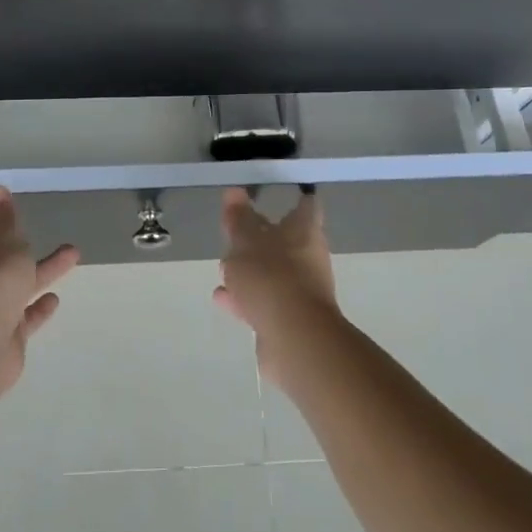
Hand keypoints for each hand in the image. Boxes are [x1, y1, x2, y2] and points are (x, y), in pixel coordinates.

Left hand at [0, 187, 79, 400]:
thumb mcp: (3, 240)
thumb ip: (4, 218)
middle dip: (10, 238)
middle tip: (23, 222)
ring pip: (16, 282)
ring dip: (42, 269)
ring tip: (72, 254)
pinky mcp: (3, 332)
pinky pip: (23, 315)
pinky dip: (38, 308)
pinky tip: (54, 299)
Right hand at [213, 187, 339, 388]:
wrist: (294, 340)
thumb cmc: (271, 278)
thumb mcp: (245, 243)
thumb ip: (238, 219)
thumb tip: (234, 191)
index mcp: (304, 231)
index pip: (305, 206)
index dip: (293, 200)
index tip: (274, 196)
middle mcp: (308, 257)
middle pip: (285, 241)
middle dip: (260, 238)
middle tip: (235, 233)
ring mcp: (301, 290)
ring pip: (273, 272)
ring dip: (249, 271)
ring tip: (223, 269)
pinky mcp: (290, 318)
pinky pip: (265, 300)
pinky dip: (245, 297)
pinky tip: (223, 297)